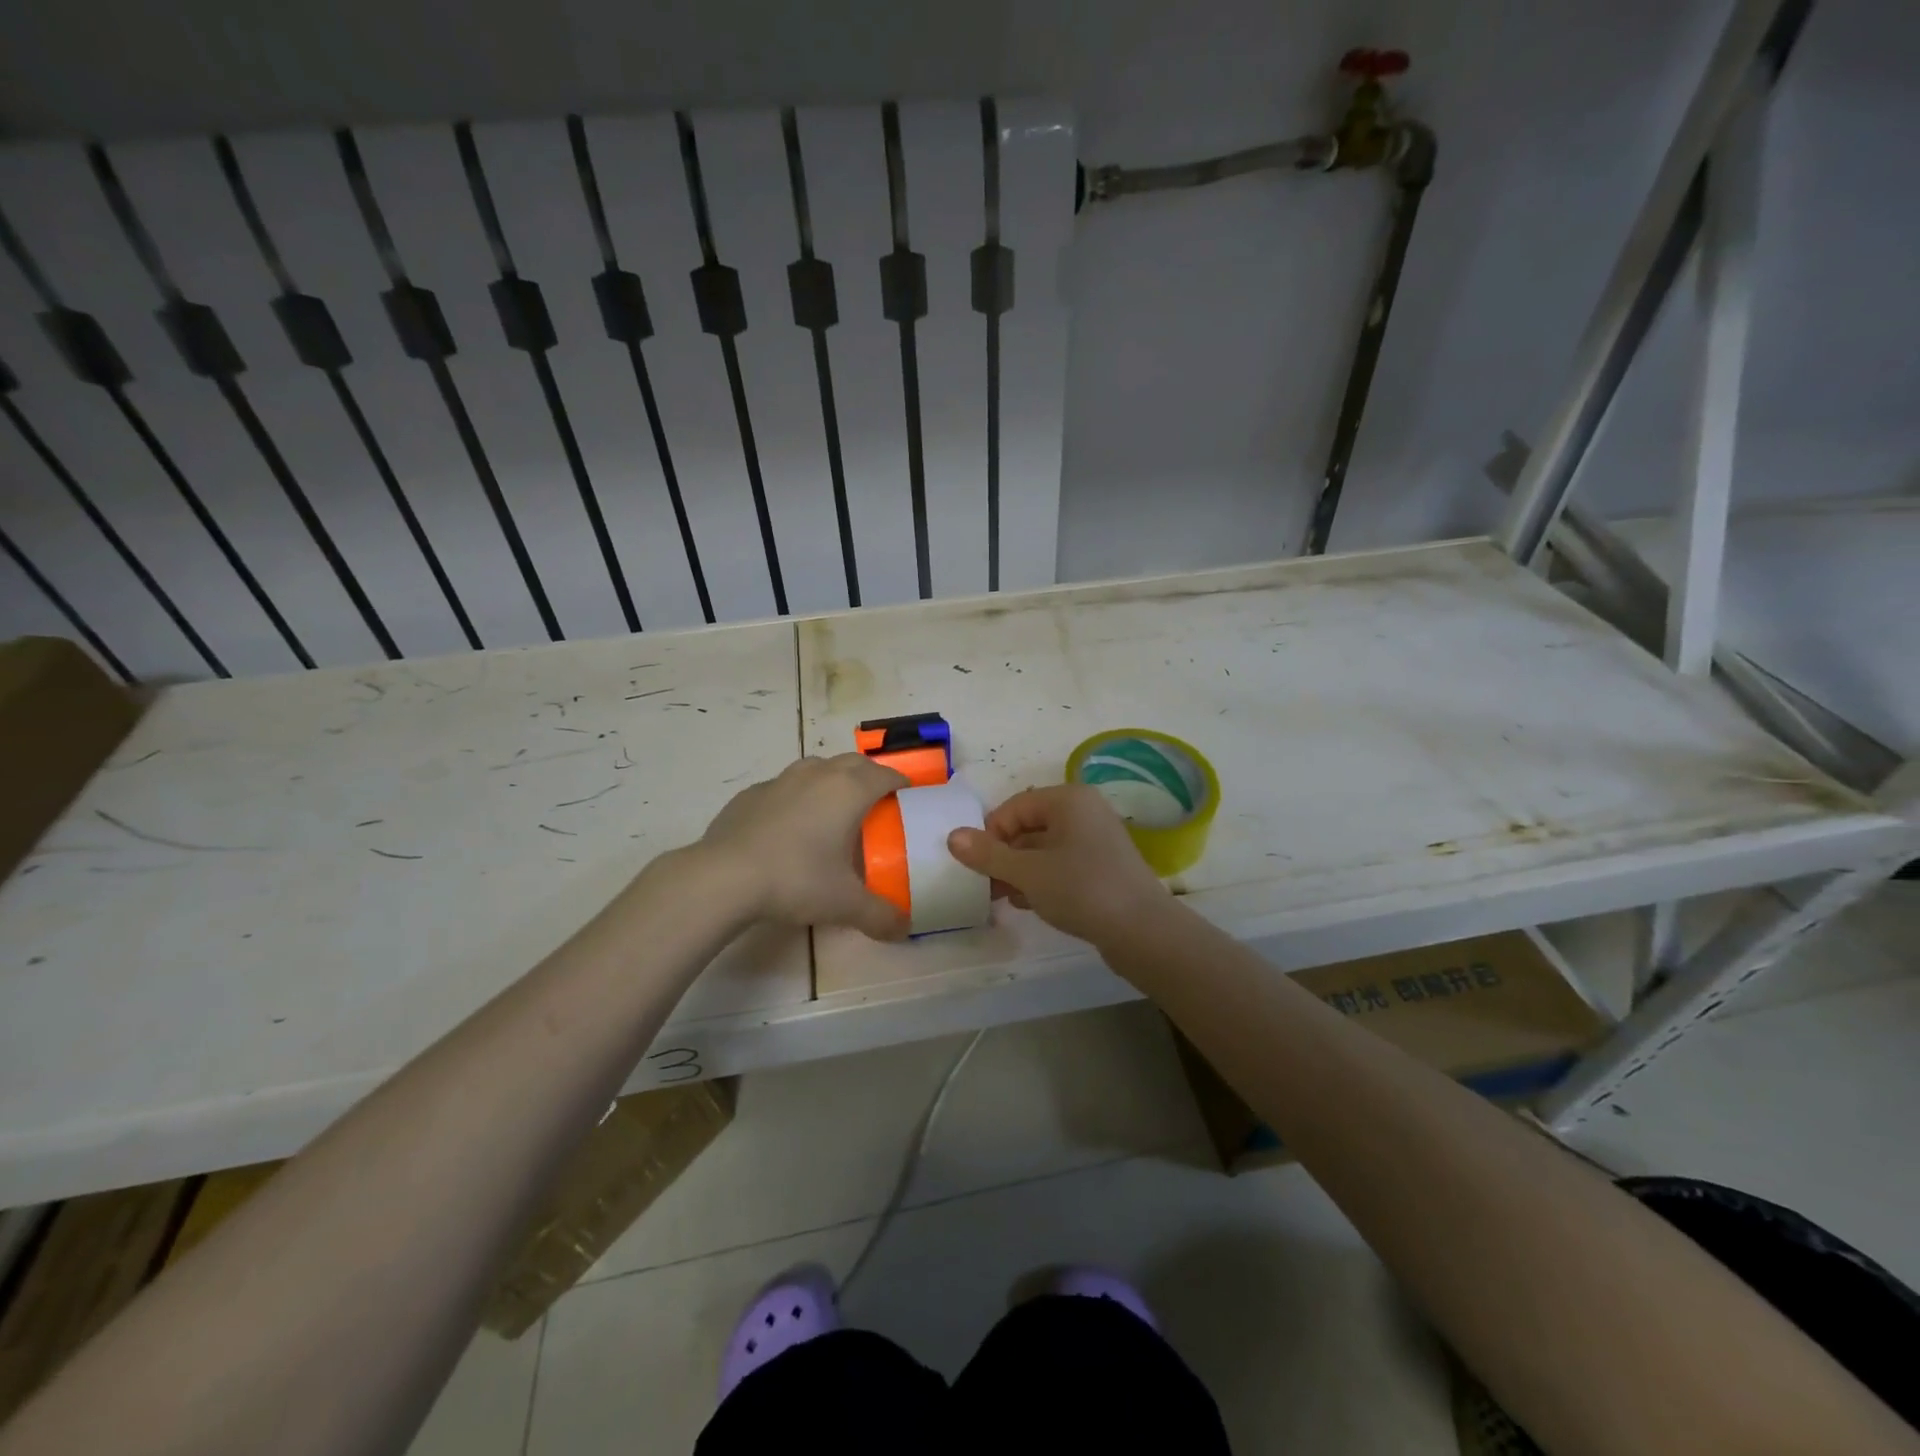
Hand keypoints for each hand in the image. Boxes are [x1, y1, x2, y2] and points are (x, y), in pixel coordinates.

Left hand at [698, 754, 909, 937]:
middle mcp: (818, 775)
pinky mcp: (752, 793)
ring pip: (817, 767)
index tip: (908, 798)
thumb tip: (904, 929)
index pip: (885, 776)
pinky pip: (785, 786)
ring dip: (833, 779)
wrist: (724, 877)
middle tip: (876, 803)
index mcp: (849, 791)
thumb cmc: (796, 879)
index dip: (901, 785)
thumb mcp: (845, 904)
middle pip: (854, 763)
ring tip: (834, 807)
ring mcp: (782, 780)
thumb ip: (880, 916)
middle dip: (870, 777)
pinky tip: (791, 824)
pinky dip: (798, 796)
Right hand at [946, 784, 1168, 945]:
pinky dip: (1042, 880)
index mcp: (1068, 800)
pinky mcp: (1103, 867)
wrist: (1143, 931)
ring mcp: (1097, 840)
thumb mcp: (1028, 872)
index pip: (1014, 807)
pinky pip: (1062, 865)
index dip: (990, 835)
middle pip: (1029, 827)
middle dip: (1004, 856)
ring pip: (1044, 849)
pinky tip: (1029, 904)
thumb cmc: (1081, 889)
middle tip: (986, 886)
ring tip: (1005, 898)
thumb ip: (988, 854)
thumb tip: (952, 836)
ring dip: (1020, 871)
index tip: (977, 867)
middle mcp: (1084, 811)